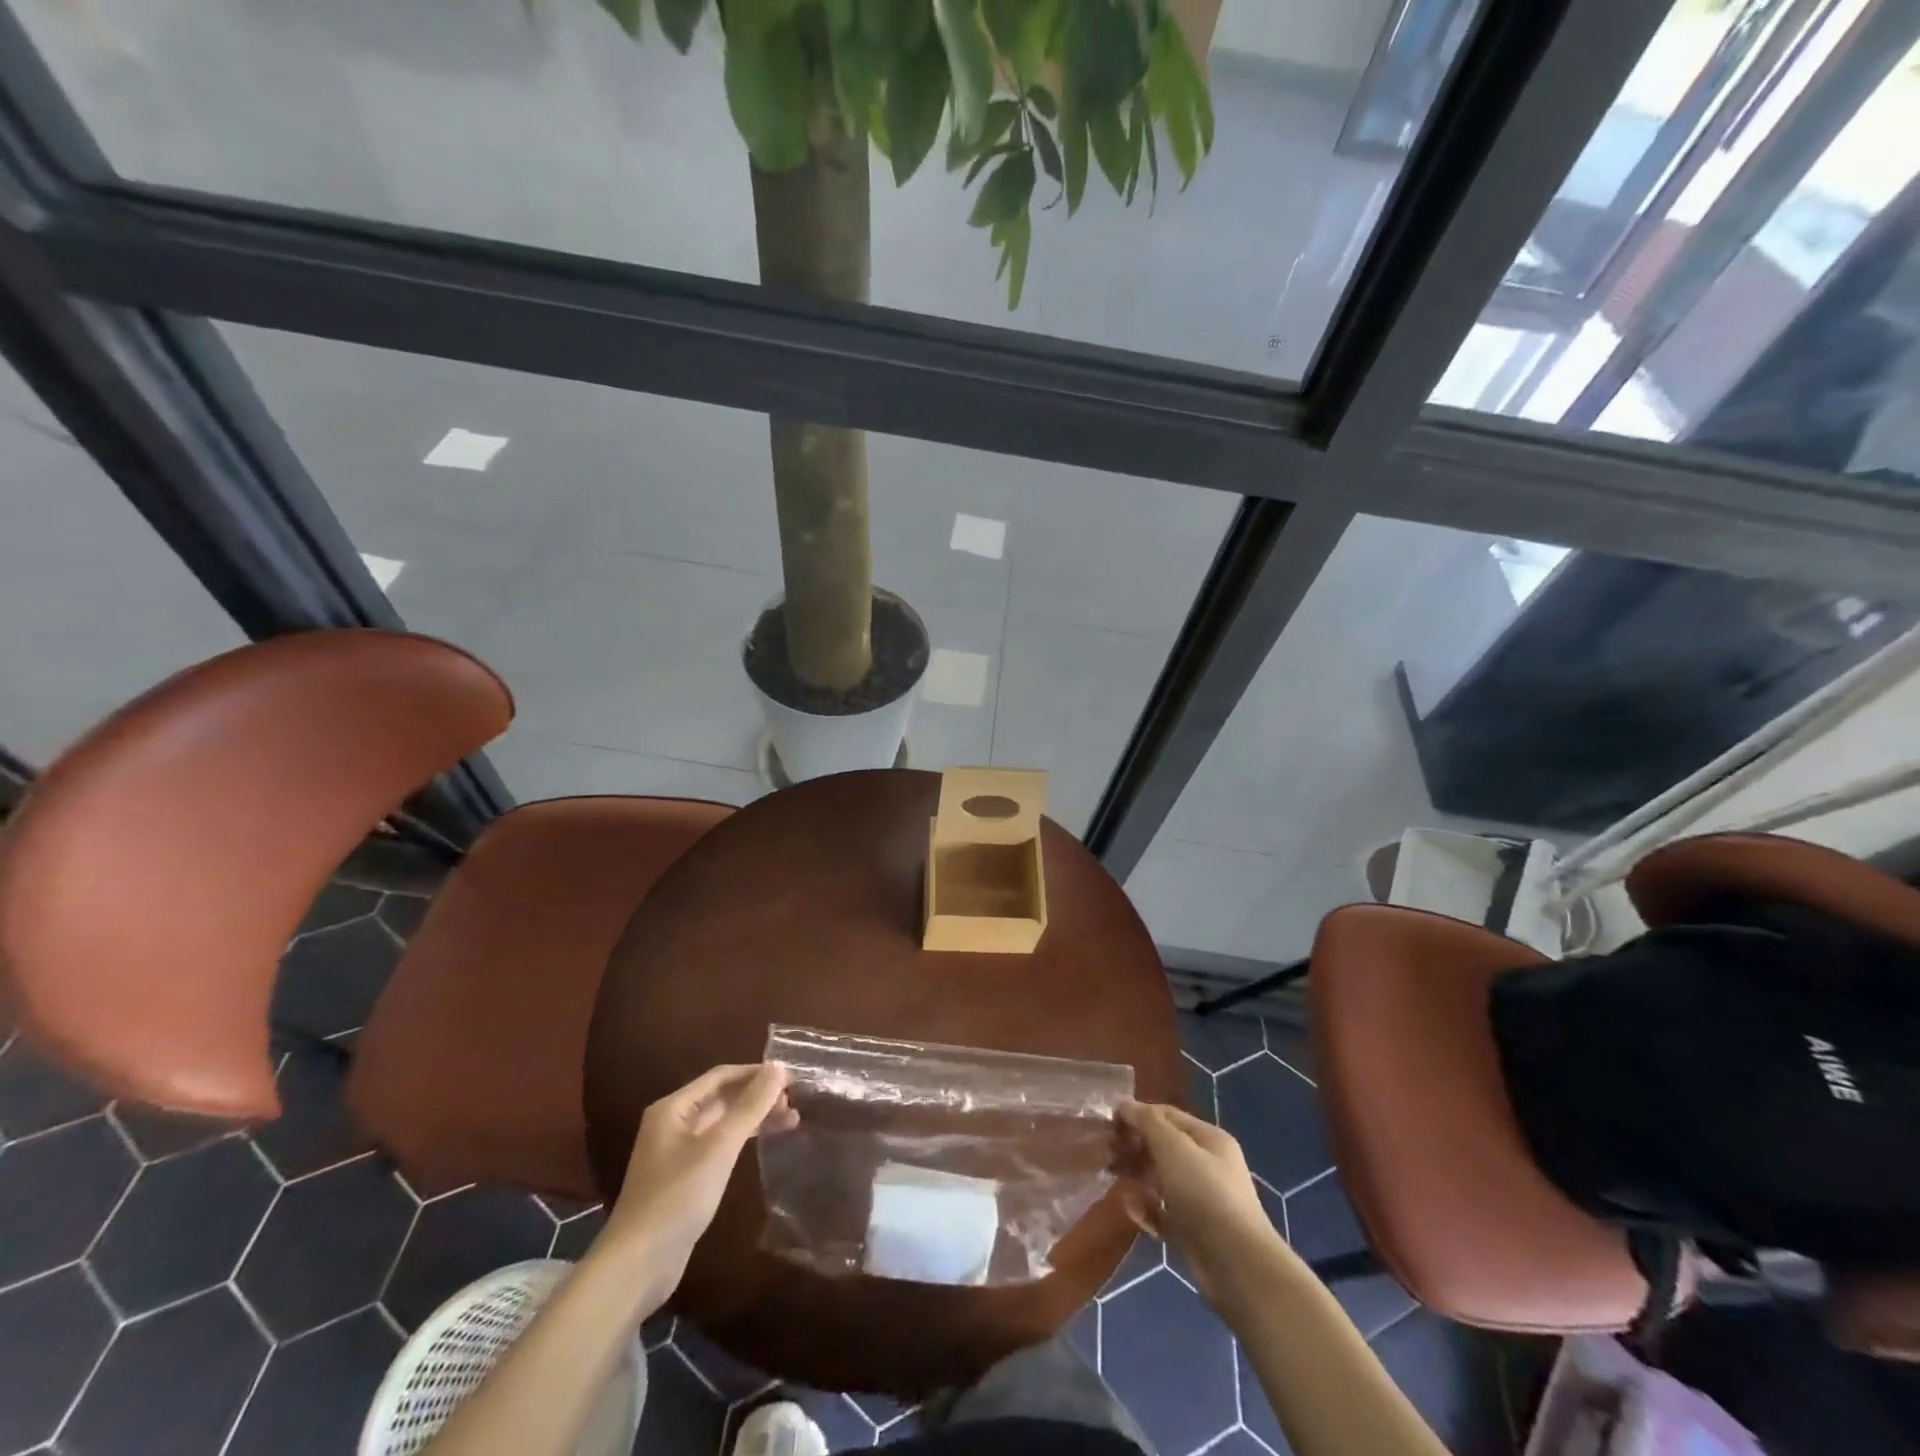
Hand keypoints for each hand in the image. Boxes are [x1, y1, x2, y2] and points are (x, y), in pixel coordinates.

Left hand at [602, 1063, 797, 1302]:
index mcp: (673, 1107)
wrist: (638, 1265)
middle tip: (795, 1100)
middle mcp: (673, 1123)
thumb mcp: (719, 1146)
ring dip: (755, 1118)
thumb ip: (750, 1105)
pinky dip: (744, 1140)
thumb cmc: (678, 1196)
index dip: (757, 1073)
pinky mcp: (685, 1177)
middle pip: (722, 1097)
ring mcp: (677, 1152)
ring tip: (792, 1120)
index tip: (792, 1077)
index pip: (721, 1076)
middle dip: (758, 1096)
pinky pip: (720, 1145)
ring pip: (724, 1122)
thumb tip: (779, 1066)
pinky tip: (765, 1144)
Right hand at [1115, 1100, 1281, 1307]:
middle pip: (1163, 1147)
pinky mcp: (1193, 1232)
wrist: (1237, 1267)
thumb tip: (1123, 1104)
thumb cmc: (1205, 1194)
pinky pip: (1163, 1212)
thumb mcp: (1173, 1147)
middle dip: (1134, 1147)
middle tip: (1106, 1154)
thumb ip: (1147, 1122)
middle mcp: (1207, 1165)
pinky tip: (1132, 1210)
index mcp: (1209, 1139)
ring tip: (1115, 1180)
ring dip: (1137, 1178)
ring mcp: (1201, 1200)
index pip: (1167, 1115)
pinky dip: (1146, 1209)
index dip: (1138, 1114)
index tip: (1108, 1123)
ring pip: (1160, 1180)